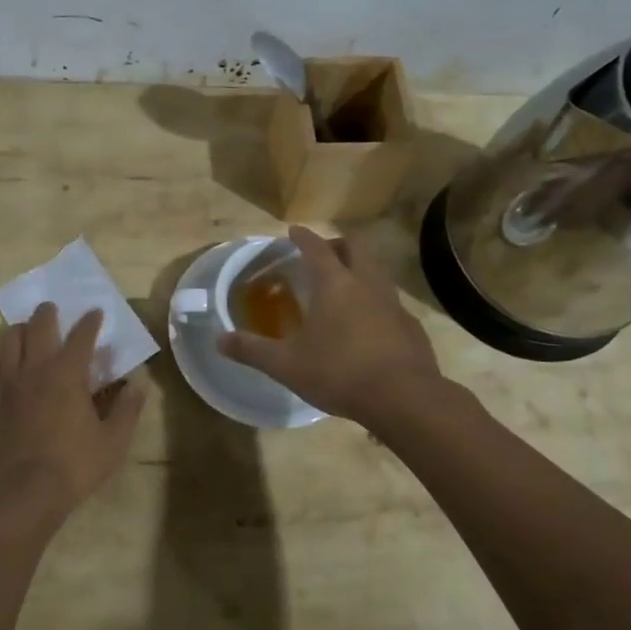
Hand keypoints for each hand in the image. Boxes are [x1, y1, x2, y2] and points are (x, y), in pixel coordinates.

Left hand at [0, 303, 146, 533]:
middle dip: (48, 313)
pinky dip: (2, 361)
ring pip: (9, 341)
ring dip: (21, 330)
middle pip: (39, 326)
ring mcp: (5, 384)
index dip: (90, 321)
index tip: (96, 312)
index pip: (81, 335)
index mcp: (67, 373)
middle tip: (53, 308)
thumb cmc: (71, 468)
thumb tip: (139, 383)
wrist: (15, 497)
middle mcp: (34, 369)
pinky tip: (6, 369)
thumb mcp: (112, 443)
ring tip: (27, 330)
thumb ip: (127, 409)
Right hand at [219, 225, 441, 422]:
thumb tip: (219, 340)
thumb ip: (252, 350)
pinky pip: (392, 303)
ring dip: (361, 270)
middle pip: (356, 248)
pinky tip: (370, 324)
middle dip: (338, 244)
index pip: (317, 248)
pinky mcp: (411, 326)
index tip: (294, 231)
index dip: (304, 237)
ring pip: (378, 272)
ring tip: (346, 287)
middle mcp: (367, 284)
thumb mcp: (286, 365)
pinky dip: (378, 303)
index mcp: (335, 285)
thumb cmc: (339, 373)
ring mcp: (394, 304)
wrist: (403, 399)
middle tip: (323, 254)